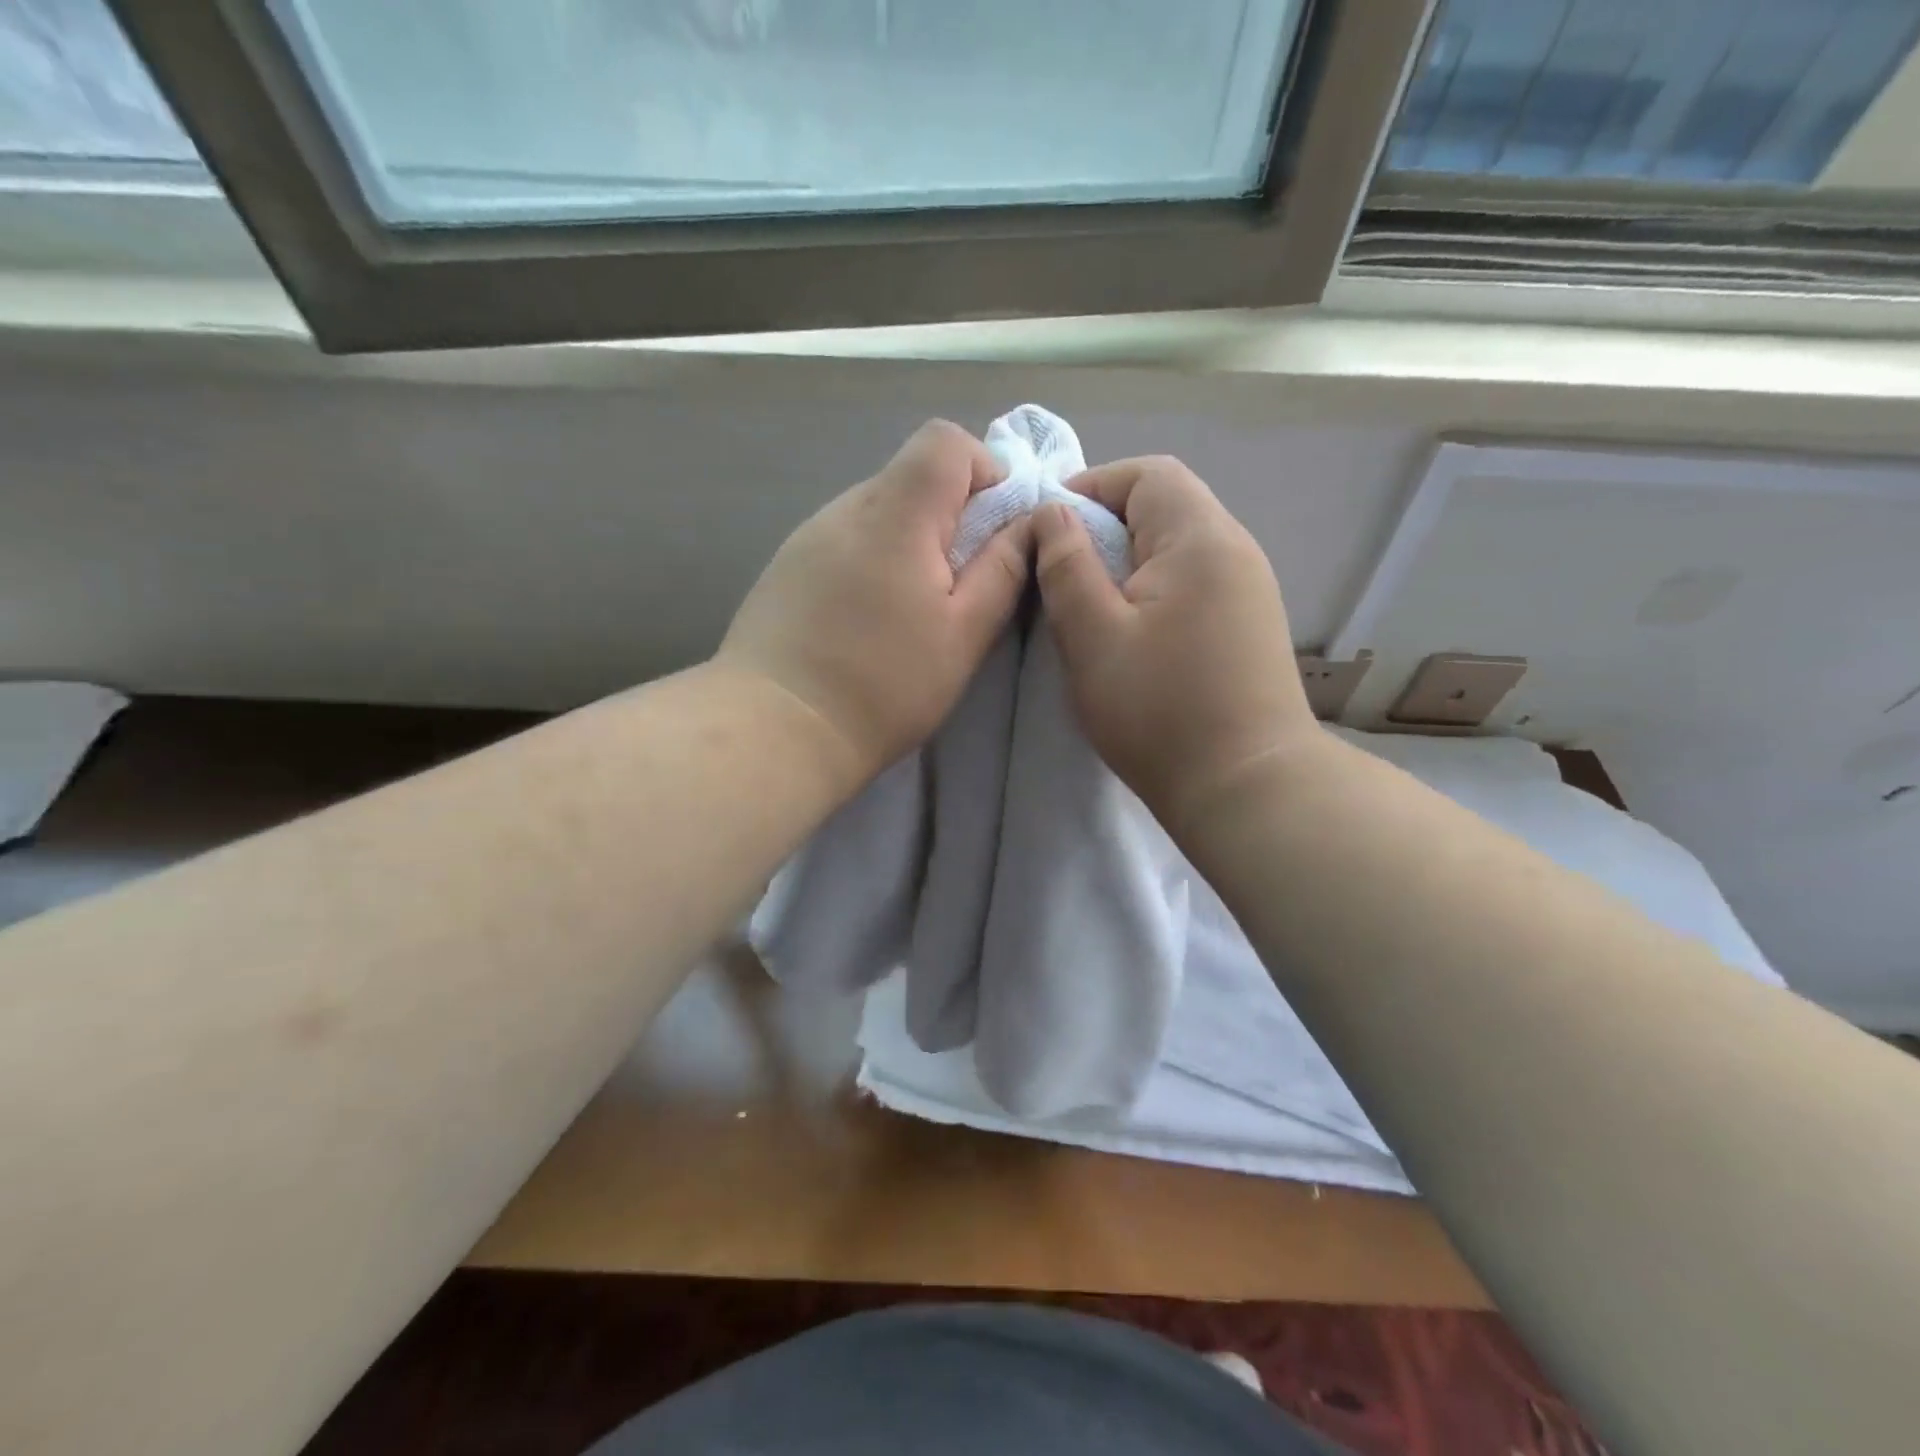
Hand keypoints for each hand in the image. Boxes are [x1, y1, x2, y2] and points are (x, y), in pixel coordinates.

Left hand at [718, 420, 1031, 785]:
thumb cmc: (884, 685)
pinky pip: (844, 541)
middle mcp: (845, 509)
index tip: (993, 530)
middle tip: (956, 585)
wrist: (775, 728)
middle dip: (949, 516)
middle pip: (910, 476)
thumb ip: (1003, 570)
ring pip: (877, 512)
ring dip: (908, 543)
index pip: (944, 441)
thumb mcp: (963, 634)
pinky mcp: (785, 567)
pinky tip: (865, 619)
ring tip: (907, 611)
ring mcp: (807, 537)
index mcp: (895, 515)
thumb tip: (1029, 521)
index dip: (983, 470)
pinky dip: (871, 562)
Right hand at [1030, 455, 1315, 833]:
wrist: (1246, 787)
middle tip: (1063, 573)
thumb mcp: (1092, 637)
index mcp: (1199, 539)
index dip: (1092, 487)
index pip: (1147, 475)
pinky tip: (1133, 632)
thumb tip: (1052, 513)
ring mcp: (1249, 589)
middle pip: (1166, 506)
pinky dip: (1154, 589)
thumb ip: (1066, 566)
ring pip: (1179, 547)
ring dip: (1129, 561)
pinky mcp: (1249, 624)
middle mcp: (1235, 550)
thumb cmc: (1160, 710)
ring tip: (1091, 605)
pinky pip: (1194, 581)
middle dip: (1106, 526)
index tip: (1049, 529)